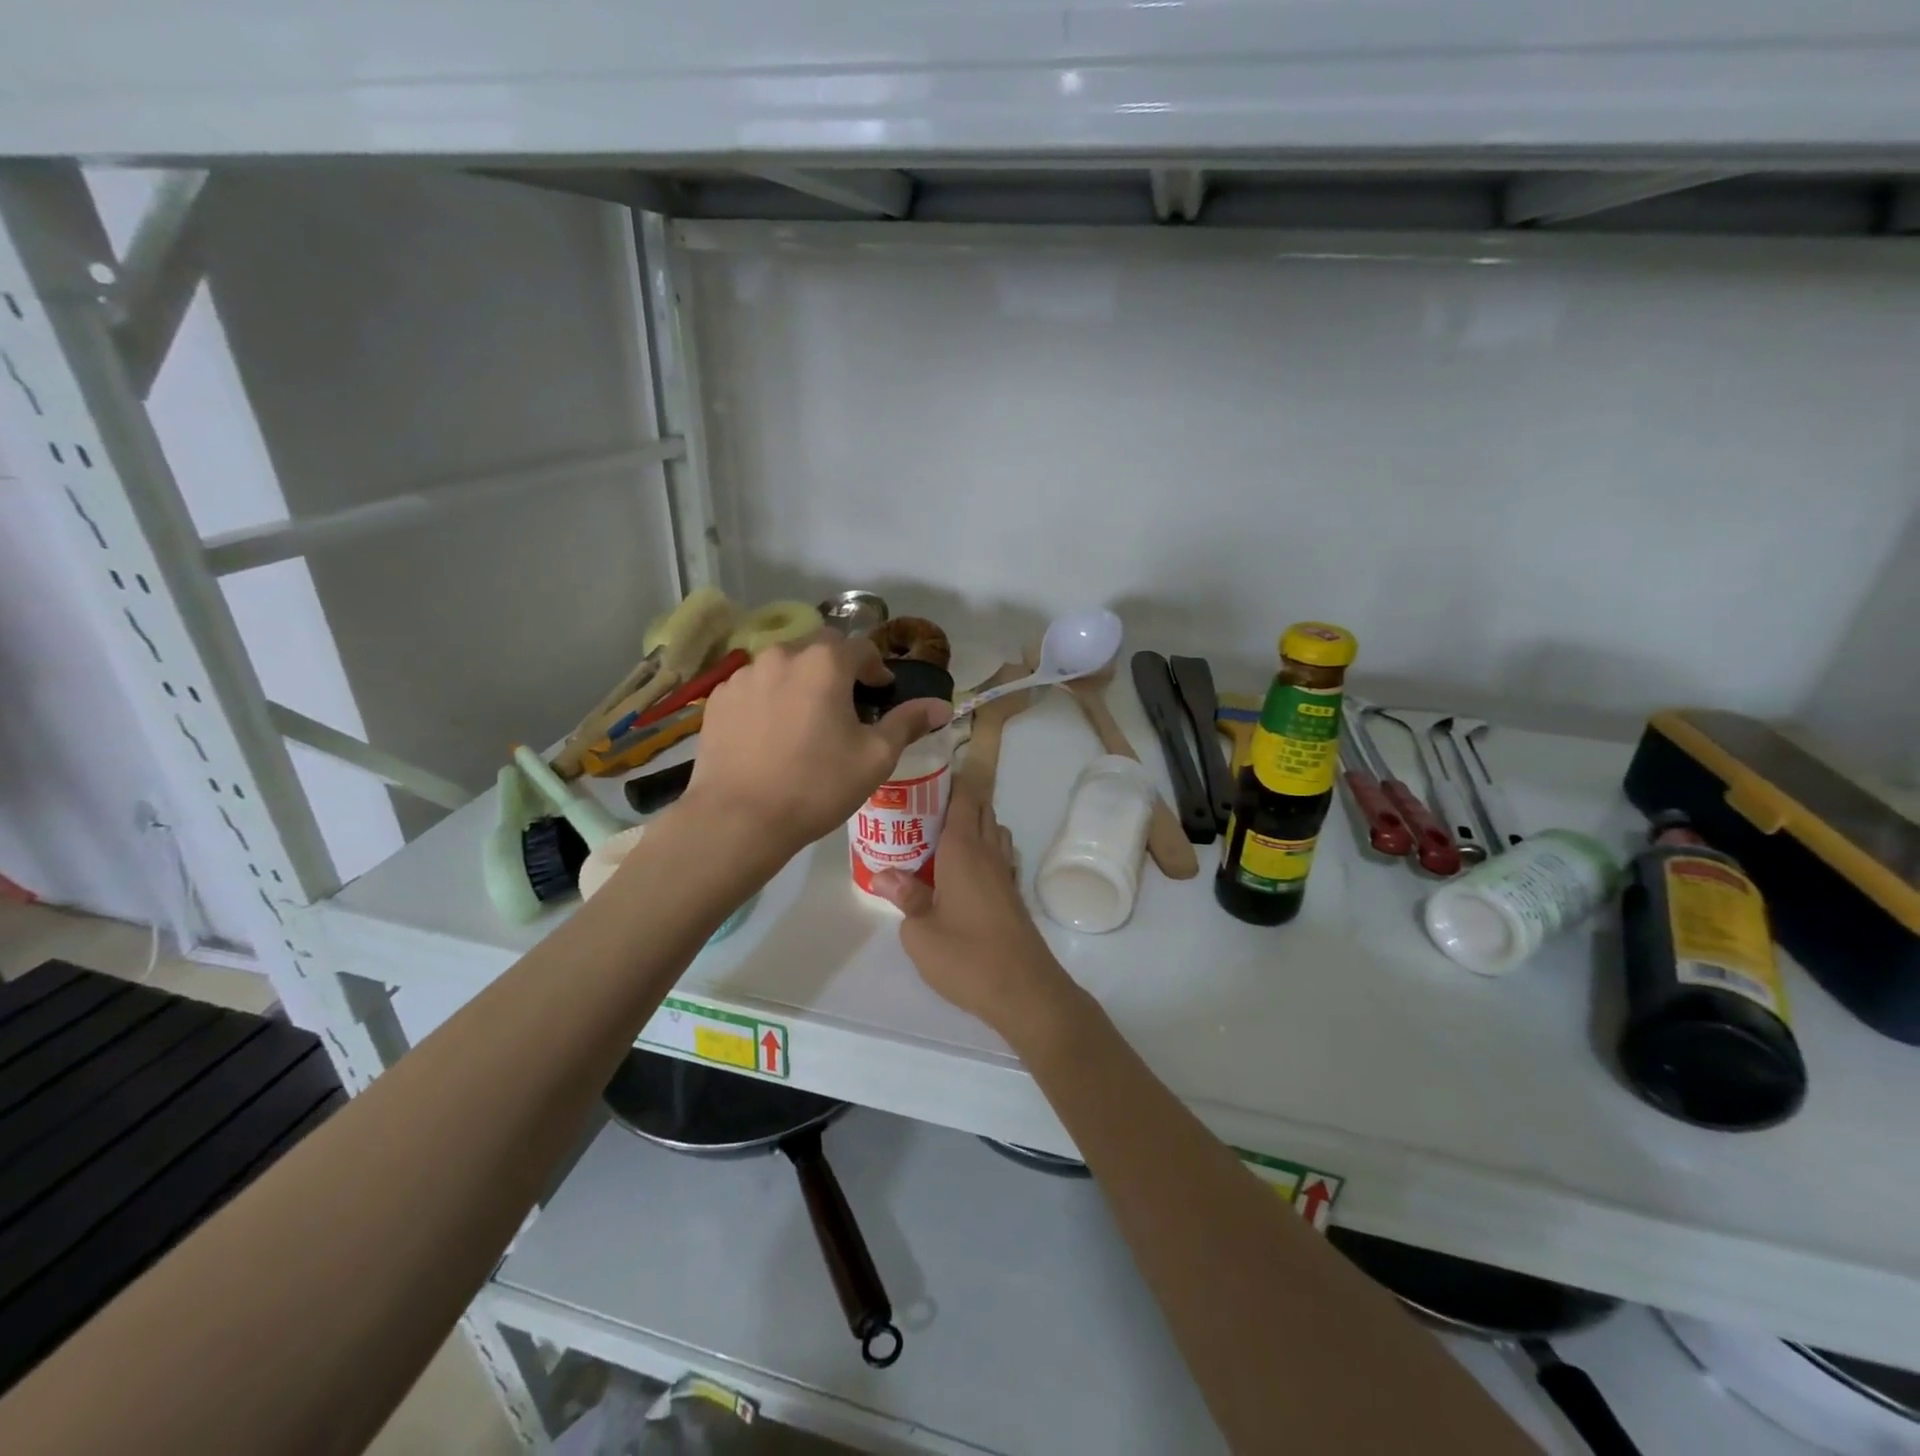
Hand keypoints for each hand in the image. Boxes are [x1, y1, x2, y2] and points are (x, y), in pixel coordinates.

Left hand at [685, 634, 949, 856]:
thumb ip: (908, 722)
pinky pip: (754, 686)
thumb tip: (942, 706)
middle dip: (837, 669)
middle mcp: (782, 655)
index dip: (876, 669)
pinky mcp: (719, 698)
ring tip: (806, 720)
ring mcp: (744, 674)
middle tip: (845, 706)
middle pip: (819, 649)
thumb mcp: (875, 757)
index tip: (881, 694)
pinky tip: (771, 733)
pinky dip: (769, 698)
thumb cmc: (818, 785)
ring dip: (801, 682)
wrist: (740, 818)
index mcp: (825, 662)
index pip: (861, 647)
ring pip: (783, 666)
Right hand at [870, 781, 1083, 1048]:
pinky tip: (964, 869)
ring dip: (974, 823)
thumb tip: (885, 873)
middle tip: (924, 803)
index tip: (928, 772)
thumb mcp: (920, 932)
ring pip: (993, 831)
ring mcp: (1005, 874)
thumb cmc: (966, 957)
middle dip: (958, 799)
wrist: (1024, 990)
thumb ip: (905, 897)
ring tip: (941, 834)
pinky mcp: (1012, 895)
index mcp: (964, 850)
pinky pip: (999, 855)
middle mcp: (988, 853)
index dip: (950, 781)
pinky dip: (985, 848)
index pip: (963, 800)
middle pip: (981, 810)